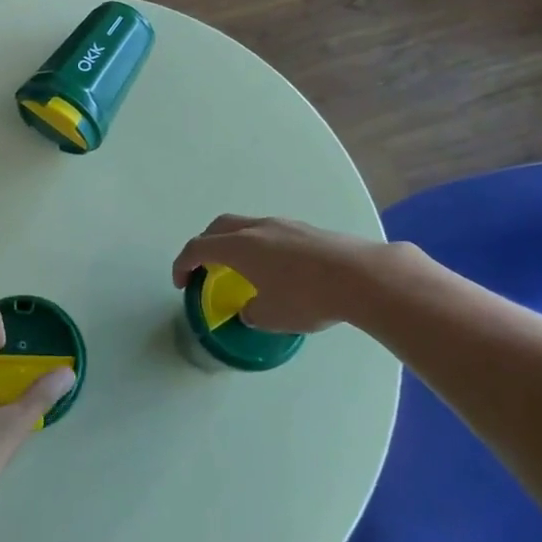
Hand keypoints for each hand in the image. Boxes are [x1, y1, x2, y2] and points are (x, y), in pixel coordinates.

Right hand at [172, 215, 407, 334]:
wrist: (361, 276)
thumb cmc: (307, 297)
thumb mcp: (270, 316)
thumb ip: (251, 312)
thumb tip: (250, 309)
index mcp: (239, 246)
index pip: (198, 247)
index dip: (183, 264)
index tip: (181, 282)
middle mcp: (257, 228)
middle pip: (219, 227)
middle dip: (206, 245)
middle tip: (205, 267)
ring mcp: (284, 224)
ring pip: (247, 226)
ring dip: (235, 243)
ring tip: (243, 269)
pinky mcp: (307, 230)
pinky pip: (271, 233)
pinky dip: (261, 246)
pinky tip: (277, 270)